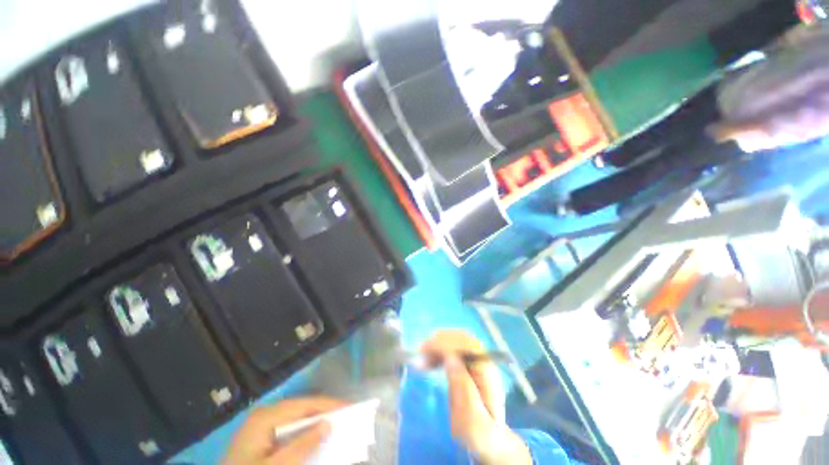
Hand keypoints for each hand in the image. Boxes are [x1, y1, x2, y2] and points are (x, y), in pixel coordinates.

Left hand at [223, 396, 347, 464]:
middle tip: (347, 417)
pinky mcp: (261, 439)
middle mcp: (265, 415)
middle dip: (325, 413)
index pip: (306, 404)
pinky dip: (304, 434)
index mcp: (266, 416)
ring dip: (316, 424)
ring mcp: (262, 426)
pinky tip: (314, 438)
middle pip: (303, 409)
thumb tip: (328, 424)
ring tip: (336, 426)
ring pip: (297, 419)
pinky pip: (289, 430)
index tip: (351, 408)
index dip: (330, 405)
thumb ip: (303, 445)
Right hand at [421, 331, 530, 464]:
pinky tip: (429, 360)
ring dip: (437, 344)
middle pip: (461, 338)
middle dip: (439, 341)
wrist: (487, 437)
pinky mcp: (468, 361)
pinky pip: (453, 347)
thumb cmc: (479, 433)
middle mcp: (483, 360)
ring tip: (422, 358)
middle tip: (419, 354)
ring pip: (456, 339)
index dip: (445, 343)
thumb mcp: (472, 420)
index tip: (425, 351)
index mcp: (487, 373)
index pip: (467, 345)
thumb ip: (463, 389)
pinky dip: (438, 349)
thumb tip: (450, 357)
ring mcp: (476, 359)